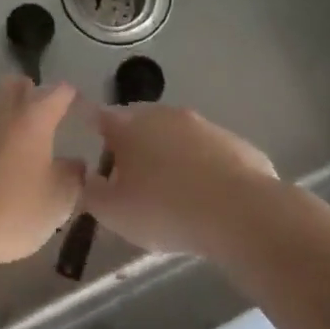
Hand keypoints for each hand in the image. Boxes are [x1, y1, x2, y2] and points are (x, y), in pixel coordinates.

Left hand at [0, 77, 86, 271]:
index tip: (78, 106)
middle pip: (15, 85)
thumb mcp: (56, 203)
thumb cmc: (8, 213)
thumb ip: (72, 177)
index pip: (57, 92)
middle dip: (30, 93)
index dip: (71, 97)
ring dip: (3, 110)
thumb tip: (75, 163)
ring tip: (15, 137)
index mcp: (32, 117)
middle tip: (42, 117)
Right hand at [80, 104, 277, 257]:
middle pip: (140, 122)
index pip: (101, 116)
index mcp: (129, 126)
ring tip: (170, 189)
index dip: (93, 127)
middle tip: (129, 174)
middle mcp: (165, 115)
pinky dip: (202, 168)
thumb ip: (92, 193)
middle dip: (132, 142)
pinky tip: (206, 197)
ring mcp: (204, 126)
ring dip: (169, 154)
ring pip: (177, 136)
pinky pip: (209, 153)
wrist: (240, 213)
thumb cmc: (164, 209)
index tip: (90, 140)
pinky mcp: (236, 143)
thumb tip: (89, 179)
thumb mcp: (113, 213)